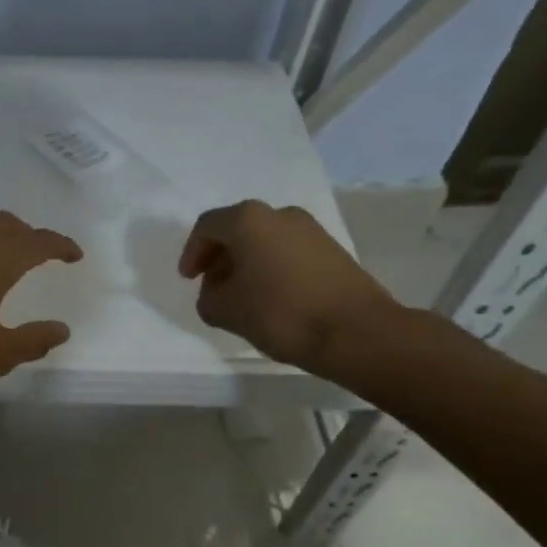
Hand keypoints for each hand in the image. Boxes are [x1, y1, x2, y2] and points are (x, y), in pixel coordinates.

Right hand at [177, 200, 400, 377]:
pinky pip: (288, 252)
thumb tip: (217, 292)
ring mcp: (311, 230)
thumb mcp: (226, 311)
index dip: (192, 252)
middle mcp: (280, 214)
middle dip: (220, 258)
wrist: (357, 332)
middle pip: (238, 229)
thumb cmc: (281, 313)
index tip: (189, 280)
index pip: (207, 226)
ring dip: (247, 264)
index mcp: (248, 220)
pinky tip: (272, 299)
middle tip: (212, 287)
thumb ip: (208, 298)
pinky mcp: (332, 250)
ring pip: (265, 240)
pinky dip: (272, 268)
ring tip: (242, 297)